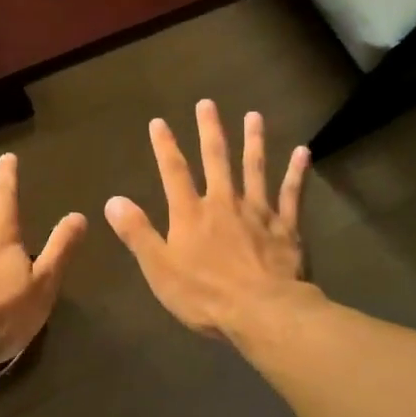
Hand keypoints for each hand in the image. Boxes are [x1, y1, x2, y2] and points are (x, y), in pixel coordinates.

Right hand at [104, 100, 311, 340]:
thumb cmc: (205, 295)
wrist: (263, 312)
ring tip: (254, 116)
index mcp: (191, 214)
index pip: (174, 172)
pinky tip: (303, 152)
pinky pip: (291, 194)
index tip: (159, 122)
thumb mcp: (159, 269)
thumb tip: (112, 200)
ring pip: (255, 169)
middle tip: (208, 103)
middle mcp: (224, 203)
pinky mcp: (286, 227)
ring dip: (254, 141)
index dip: (165, 146)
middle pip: (216, 159)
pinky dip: (296, 173)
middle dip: (210, 130)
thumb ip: (137, 233)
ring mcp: (258, 212)